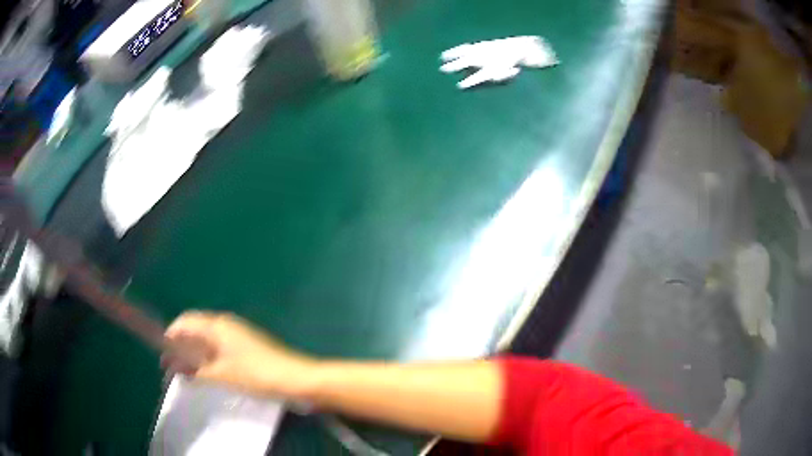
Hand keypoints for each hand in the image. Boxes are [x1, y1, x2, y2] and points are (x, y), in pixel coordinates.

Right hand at [163, 311, 317, 398]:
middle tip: (171, 369)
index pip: (185, 321)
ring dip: (194, 355)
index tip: (162, 354)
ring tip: (185, 374)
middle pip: (195, 330)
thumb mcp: (221, 375)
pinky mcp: (246, 347)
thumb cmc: (256, 374)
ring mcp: (237, 335)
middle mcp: (225, 324)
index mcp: (217, 325)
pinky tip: (206, 374)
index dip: (171, 335)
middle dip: (180, 347)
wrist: (296, 379)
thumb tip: (173, 367)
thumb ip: (195, 371)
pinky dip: (208, 359)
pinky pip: (219, 349)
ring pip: (207, 341)